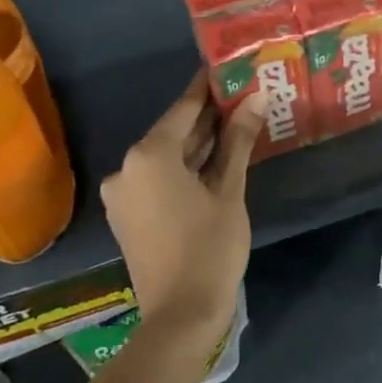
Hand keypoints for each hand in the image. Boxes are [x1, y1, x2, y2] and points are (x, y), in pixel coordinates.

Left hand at [99, 77, 266, 341]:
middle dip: (208, 116)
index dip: (208, 87)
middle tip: (242, 95)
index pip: (184, 108)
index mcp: (148, 155)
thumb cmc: (210, 247)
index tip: (227, 67)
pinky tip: (217, 159)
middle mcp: (127, 168)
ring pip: (167, 156)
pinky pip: (159, 177)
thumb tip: (257, 97)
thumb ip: (239, 140)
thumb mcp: (229, 190)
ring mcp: (124, 193)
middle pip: (173, 131)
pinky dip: (185, 167)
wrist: (181, 315)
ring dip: (199, 143)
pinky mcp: (128, 214)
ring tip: (237, 121)